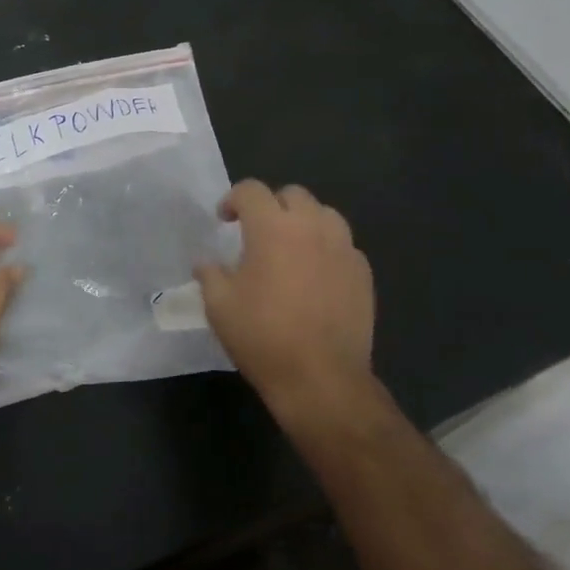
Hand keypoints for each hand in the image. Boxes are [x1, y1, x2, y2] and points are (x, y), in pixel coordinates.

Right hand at [194, 181, 374, 417]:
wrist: (321, 378)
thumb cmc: (262, 336)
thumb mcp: (219, 305)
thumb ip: (210, 274)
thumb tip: (206, 262)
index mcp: (272, 227)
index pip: (251, 190)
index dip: (233, 199)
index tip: (225, 220)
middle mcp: (312, 227)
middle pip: (292, 194)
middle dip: (271, 206)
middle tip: (257, 233)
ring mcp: (343, 248)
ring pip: (324, 214)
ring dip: (303, 222)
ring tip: (291, 248)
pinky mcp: (363, 272)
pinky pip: (343, 244)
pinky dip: (326, 248)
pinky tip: (316, 275)